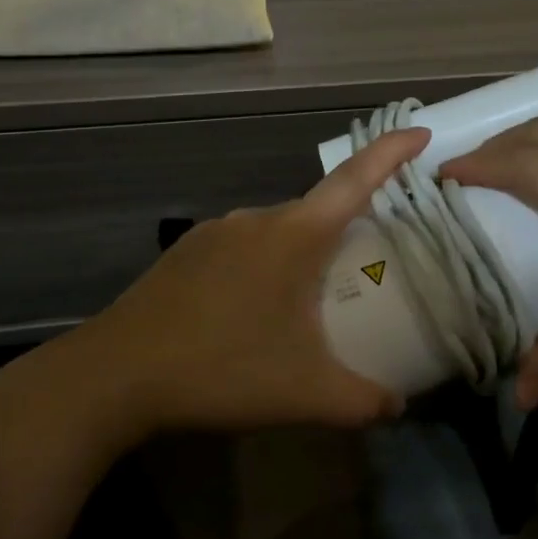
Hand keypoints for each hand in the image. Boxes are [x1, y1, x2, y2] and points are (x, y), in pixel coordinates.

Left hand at [59, 128, 431, 438]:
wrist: (117, 373)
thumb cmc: (223, 369)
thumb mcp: (307, 393)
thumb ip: (363, 401)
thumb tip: (399, 406)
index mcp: (294, 235)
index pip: (355, 178)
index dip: (391, 152)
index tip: (420, 132)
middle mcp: (256, 219)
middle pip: (317, 212)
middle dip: (346, 233)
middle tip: (364, 274)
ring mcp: (216, 231)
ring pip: (277, 233)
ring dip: (300, 258)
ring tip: (305, 308)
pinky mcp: (186, 251)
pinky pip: (242, 248)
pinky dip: (262, 268)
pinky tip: (250, 314)